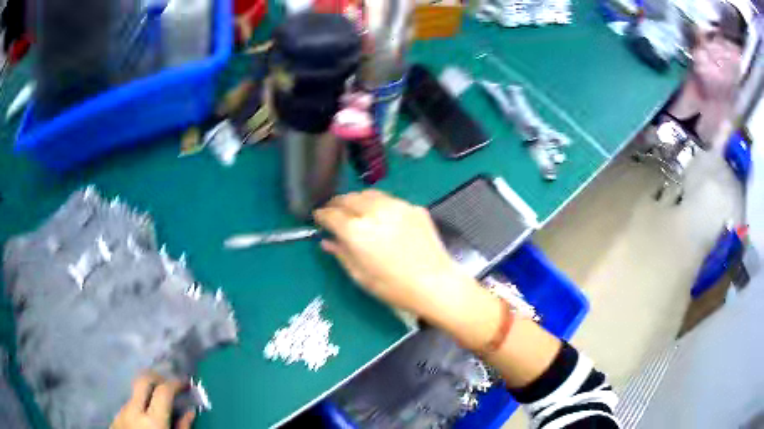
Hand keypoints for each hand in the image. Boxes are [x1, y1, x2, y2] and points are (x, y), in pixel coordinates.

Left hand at [111, 373, 195, 428]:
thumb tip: (190, 412)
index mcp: (152, 421)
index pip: (163, 391)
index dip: (176, 384)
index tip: (186, 384)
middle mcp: (134, 411)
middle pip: (143, 380)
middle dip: (158, 377)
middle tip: (170, 384)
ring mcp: (121, 412)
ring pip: (134, 393)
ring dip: (147, 394)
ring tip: (159, 407)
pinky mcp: (115, 418)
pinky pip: (128, 406)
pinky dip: (139, 406)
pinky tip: (145, 419)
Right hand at [314, 190, 468, 317]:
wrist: (435, 283)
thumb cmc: (393, 287)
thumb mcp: (360, 275)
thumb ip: (341, 253)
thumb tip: (327, 241)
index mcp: (356, 229)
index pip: (331, 214)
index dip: (321, 215)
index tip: (318, 218)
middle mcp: (374, 210)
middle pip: (348, 198)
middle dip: (337, 204)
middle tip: (334, 213)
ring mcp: (397, 205)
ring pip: (369, 194)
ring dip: (358, 200)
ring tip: (356, 211)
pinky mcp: (414, 207)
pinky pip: (390, 201)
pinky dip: (380, 206)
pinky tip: (383, 219)